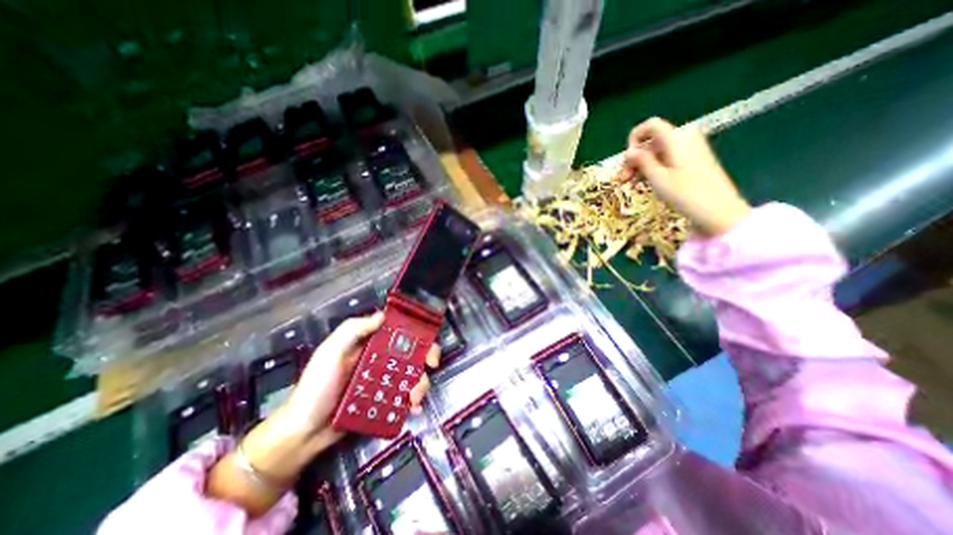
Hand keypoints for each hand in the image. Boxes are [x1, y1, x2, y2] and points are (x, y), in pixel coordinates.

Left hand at [209, 311, 437, 515]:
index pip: (398, 331)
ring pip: (412, 375)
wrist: (303, 433)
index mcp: (370, 345)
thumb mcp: (331, 352)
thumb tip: (382, 315)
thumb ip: (353, 331)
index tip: (427, 339)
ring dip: (420, 383)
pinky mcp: (384, 402)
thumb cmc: (316, 387)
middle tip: (431, 365)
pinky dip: (412, 402)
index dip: (416, 332)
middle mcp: (380, 360)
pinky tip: (413, 408)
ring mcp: (383, 382)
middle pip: (412, 352)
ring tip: (414, 397)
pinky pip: (404, 398)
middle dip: (426, 357)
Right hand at [618, 117, 752, 236]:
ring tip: (635, 184)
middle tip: (624, 179)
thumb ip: (642, 161)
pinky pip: (668, 158)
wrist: (718, 210)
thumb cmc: (686, 194)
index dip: (634, 139)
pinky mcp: (694, 160)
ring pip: (658, 151)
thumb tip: (629, 152)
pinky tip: (650, 183)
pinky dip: (655, 168)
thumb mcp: (658, 178)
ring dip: (643, 165)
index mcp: (677, 138)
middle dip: (636, 158)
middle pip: (652, 141)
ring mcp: (691, 149)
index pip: (650, 125)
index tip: (627, 160)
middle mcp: (685, 138)